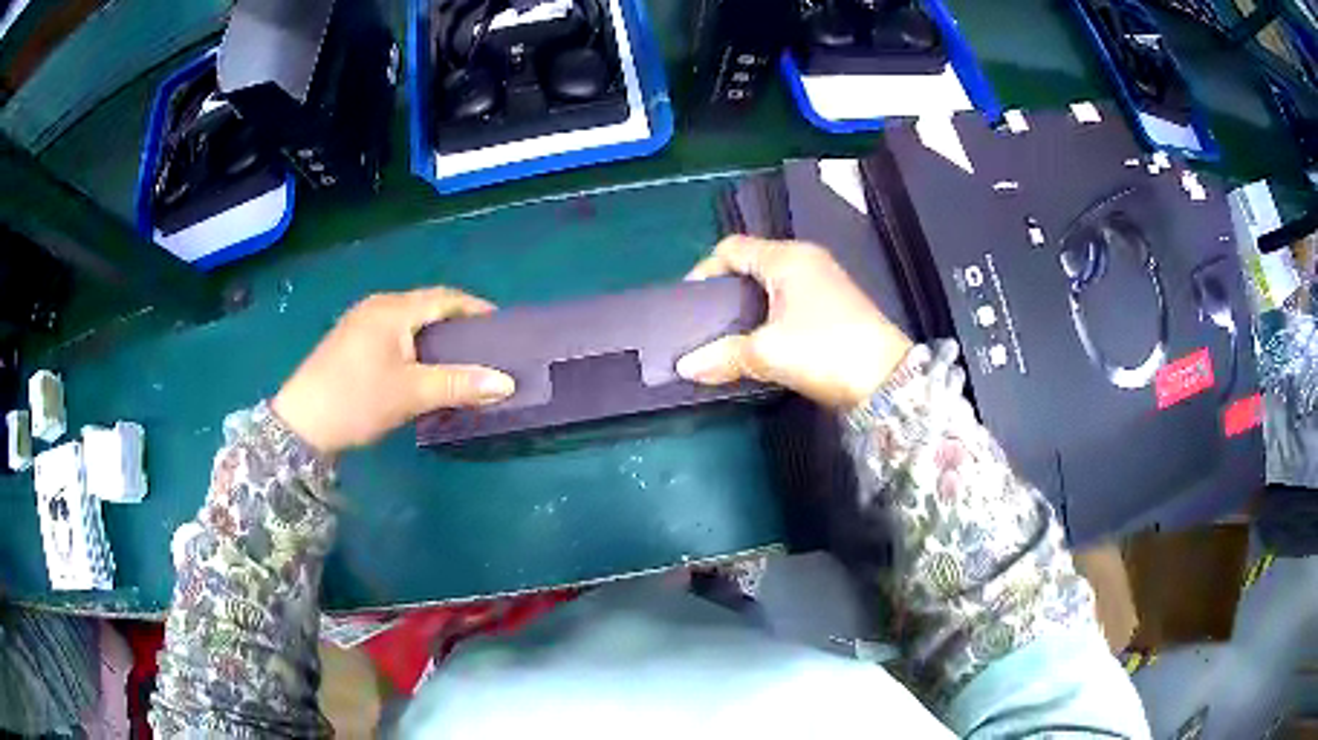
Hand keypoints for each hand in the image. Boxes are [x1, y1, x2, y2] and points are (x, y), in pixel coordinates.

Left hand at [272, 287, 515, 454]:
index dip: (476, 309)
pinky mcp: (349, 340)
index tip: (501, 328)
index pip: (445, 298)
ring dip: (434, 335)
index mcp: (393, 309)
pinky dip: (414, 344)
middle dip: (457, 323)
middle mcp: (377, 306)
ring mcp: (359, 322)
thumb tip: (506, 383)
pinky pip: (393, 332)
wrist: (301, 423)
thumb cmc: (358, 400)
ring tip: (458, 359)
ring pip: (408, 320)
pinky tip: (421, 366)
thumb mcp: (412, 393)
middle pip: (426, 306)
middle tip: (483, 347)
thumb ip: (460, 384)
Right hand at [676, 237, 912, 408]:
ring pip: (771, 282)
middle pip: (752, 262)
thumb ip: (724, 355)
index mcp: (787, 259)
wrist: (887, 380)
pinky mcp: (835, 302)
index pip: (732, 248)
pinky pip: (789, 296)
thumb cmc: (825, 351)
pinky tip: (762, 338)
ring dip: (749, 303)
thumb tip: (685, 367)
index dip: (705, 270)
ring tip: (729, 333)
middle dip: (726, 288)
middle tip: (707, 320)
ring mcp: (824, 280)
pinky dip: (770, 312)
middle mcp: (805, 260)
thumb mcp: (769, 353)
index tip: (690, 303)